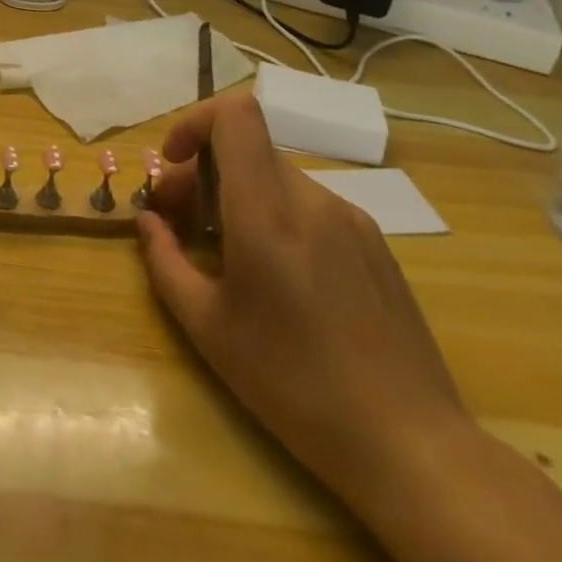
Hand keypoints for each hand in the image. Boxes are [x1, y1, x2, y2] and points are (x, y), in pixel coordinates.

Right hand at [136, 91, 473, 503]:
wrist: (412, 447)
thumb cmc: (295, 386)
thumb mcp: (208, 329)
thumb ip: (165, 262)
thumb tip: (149, 221)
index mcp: (268, 213)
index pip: (236, 114)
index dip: (195, 121)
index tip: (173, 162)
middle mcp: (312, 200)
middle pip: (247, 149)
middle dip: (203, 172)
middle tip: (180, 222)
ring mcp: (351, 219)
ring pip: (276, 177)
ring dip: (238, 195)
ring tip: (225, 253)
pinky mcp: (375, 244)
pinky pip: (309, 206)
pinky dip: (275, 215)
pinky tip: (277, 275)